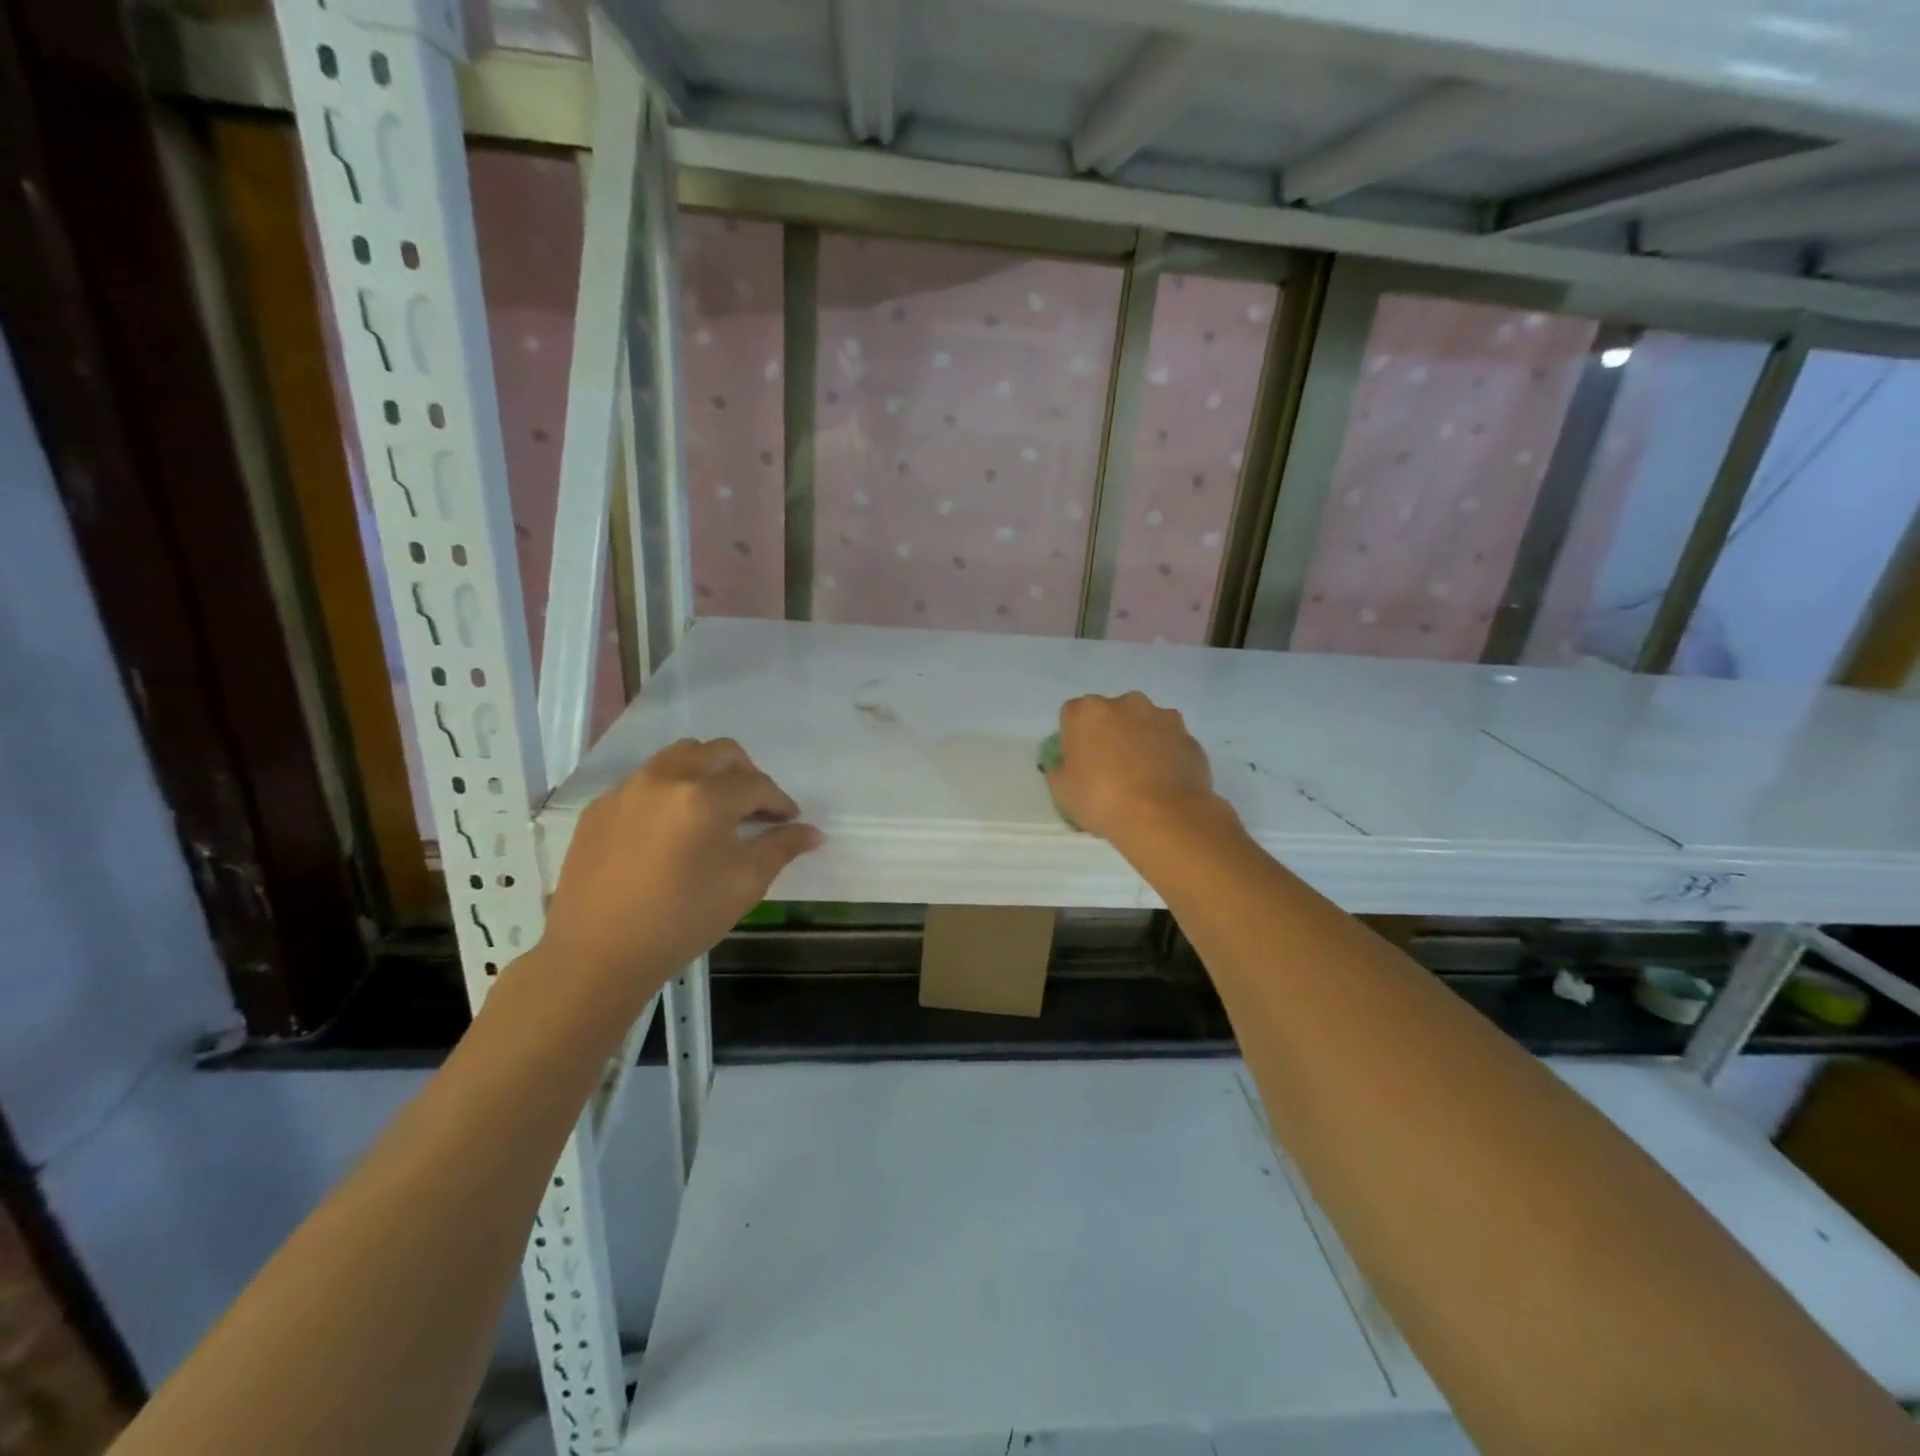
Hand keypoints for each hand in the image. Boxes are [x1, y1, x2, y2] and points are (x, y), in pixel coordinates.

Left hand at [542, 739, 820, 993]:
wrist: (599, 954)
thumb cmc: (683, 919)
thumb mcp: (745, 884)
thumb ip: (781, 848)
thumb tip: (813, 832)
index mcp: (706, 797)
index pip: (757, 785)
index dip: (780, 802)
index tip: (789, 821)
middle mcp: (666, 779)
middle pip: (719, 752)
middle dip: (746, 774)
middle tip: (755, 807)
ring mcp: (628, 789)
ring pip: (679, 756)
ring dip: (707, 772)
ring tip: (714, 807)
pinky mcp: (601, 807)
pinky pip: (645, 781)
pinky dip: (669, 792)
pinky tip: (671, 829)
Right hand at [1044, 692, 1222, 845]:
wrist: (1163, 817)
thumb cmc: (1101, 800)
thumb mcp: (1061, 791)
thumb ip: (1058, 769)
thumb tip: (1064, 764)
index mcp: (1088, 711)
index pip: (1072, 715)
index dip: (1073, 739)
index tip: (1078, 763)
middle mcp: (1126, 703)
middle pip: (1111, 714)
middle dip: (1109, 734)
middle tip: (1109, 768)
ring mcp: (1163, 717)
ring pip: (1144, 724)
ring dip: (1140, 740)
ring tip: (1141, 776)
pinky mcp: (1189, 737)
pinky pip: (1170, 742)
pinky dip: (1166, 755)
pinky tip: (1163, 782)